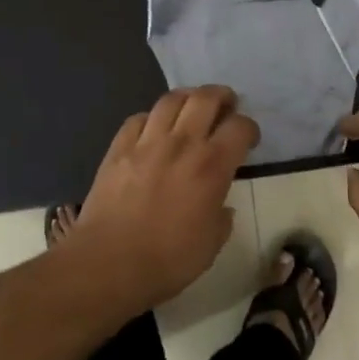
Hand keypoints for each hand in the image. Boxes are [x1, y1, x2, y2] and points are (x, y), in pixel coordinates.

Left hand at [70, 86, 259, 309]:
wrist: (108, 263)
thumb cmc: (168, 260)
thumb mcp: (211, 245)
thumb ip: (221, 218)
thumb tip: (220, 206)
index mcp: (212, 166)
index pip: (240, 128)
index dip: (249, 129)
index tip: (248, 140)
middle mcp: (182, 143)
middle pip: (206, 98)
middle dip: (222, 97)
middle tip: (226, 106)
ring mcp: (147, 142)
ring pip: (171, 99)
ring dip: (188, 97)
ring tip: (192, 107)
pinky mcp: (119, 148)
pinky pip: (138, 118)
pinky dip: (152, 118)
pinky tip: (154, 129)